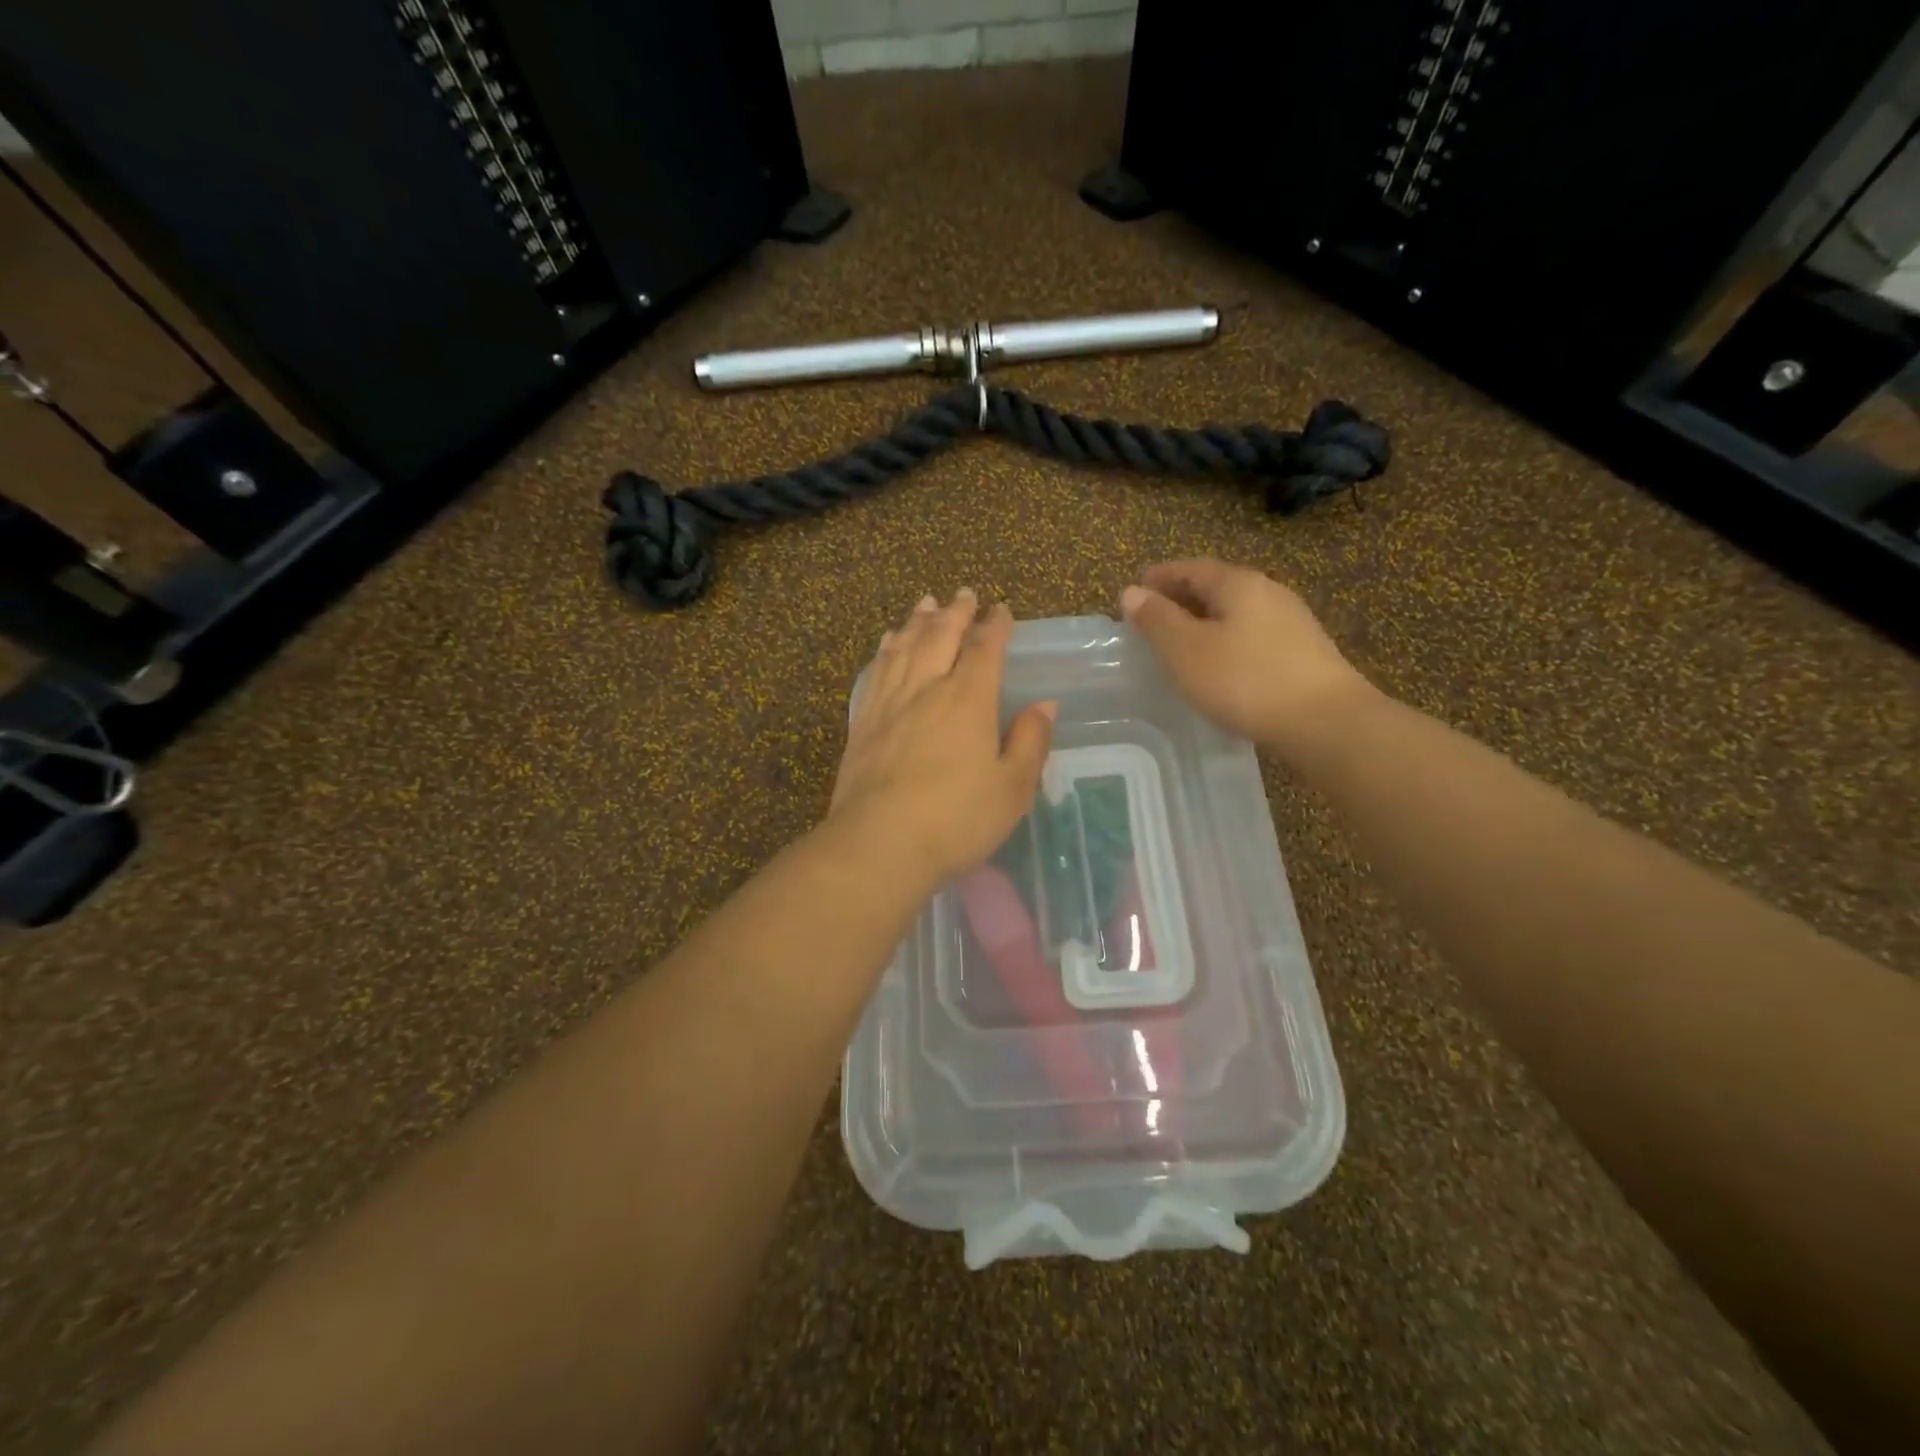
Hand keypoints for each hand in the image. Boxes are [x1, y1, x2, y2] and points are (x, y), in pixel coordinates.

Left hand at [829, 590, 1055, 891]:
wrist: (879, 844)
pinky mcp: (862, 722)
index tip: (1001, 610)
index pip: (985, 649)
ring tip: (925, 603)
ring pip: (904, 647)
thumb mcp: (1012, 788)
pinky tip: (888, 644)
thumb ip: (1031, 742)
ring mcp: (889, 703)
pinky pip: (876, 672)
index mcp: (968, 700)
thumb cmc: (956, 820)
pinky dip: (886, 650)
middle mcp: (926, 688)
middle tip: (962, 593)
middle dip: (955, 612)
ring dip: (918, 622)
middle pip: (940, 637)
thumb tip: (1045, 704)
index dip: (995, 626)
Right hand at [1119, 559, 1373, 755]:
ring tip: (1180, 646)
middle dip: (1181, 600)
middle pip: (1216, 587)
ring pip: (1236, 613)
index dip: (1160, 577)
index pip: (1191, 568)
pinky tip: (1218, 667)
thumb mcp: (1186, 650)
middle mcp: (1269, 593)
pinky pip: (1252, 636)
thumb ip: (1157, 620)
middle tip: (1152, 620)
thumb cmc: (1245, 680)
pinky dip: (1226, 642)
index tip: (1135, 590)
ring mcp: (1291, 623)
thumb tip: (1131, 591)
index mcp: (1239, 584)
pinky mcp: (1303, 653)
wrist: (1325, 722)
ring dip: (1204, 623)